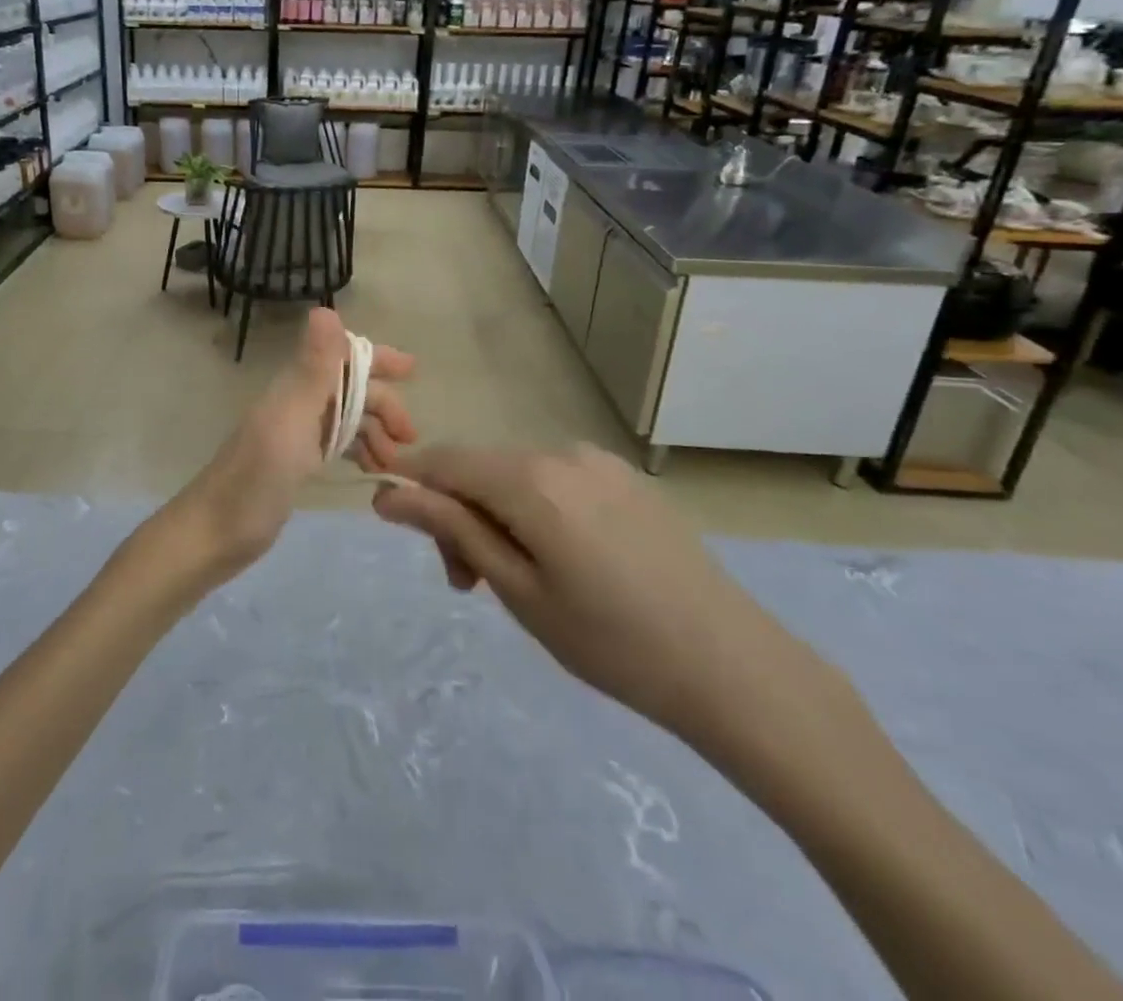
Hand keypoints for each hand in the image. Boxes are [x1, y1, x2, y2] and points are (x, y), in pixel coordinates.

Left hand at [160, 309, 416, 584]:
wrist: (213, 534)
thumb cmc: (255, 479)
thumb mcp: (290, 421)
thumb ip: (312, 369)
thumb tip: (326, 308)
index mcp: (295, 389)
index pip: (342, 356)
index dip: (376, 359)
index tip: (413, 371)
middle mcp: (295, 404)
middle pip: (349, 389)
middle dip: (384, 405)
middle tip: (411, 439)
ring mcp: (293, 435)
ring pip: (345, 418)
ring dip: (374, 431)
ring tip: (395, 463)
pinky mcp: (293, 464)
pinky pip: (335, 444)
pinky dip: (358, 450)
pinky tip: (372, 470)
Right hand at [372, 444, 800, 744]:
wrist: (734, 668)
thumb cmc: (611, 641)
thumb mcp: (517, 589)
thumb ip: (452, 529)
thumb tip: (388, 495)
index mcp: (531, 479)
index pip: (445, 460)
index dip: (409, 482)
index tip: (389, 518)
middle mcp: (562, 453)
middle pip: (481, 470)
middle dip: (459, 516)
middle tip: (467, 583)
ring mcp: (600, 463)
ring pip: (518, 477)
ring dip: (498, 517)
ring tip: (516, 580)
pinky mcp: (626, 480)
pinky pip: (556, 482)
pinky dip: (535, 512)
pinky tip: (562, 562)